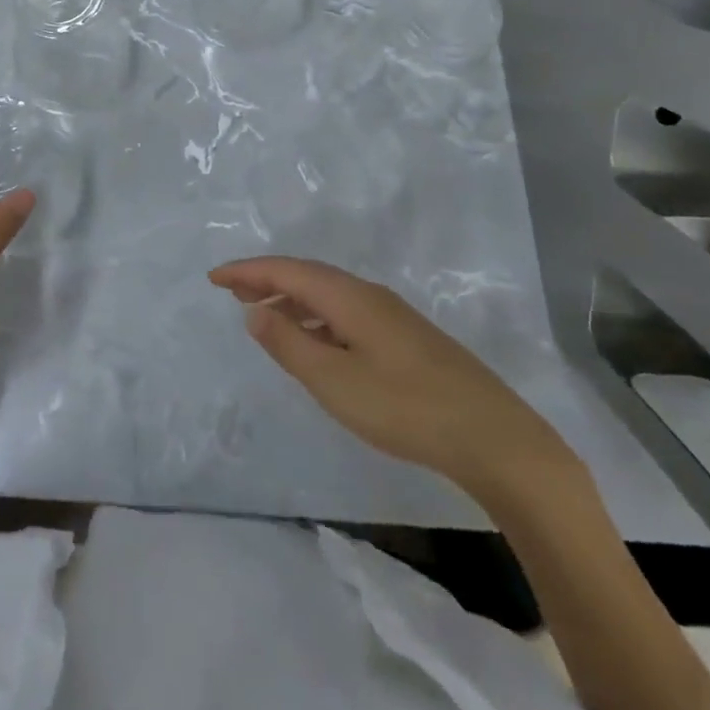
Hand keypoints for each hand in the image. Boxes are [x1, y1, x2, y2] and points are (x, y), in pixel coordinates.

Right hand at [209, 256, 571, 499]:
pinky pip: (345, 313)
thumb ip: (289, 344)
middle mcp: (368, 295)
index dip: (247, 271)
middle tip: (231, 292)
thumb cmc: (406, 408)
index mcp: (348, 297)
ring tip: (263, 315)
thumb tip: (254, 310)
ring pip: (328, 295)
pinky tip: (314, 343)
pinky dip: (316, 317)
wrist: (496, 439)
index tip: (213, 278)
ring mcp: (391, 316)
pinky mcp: (406, 339)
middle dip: (266, 279)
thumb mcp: (335, 382)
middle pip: (307, 276)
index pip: (286, 270)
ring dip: (291, 299)